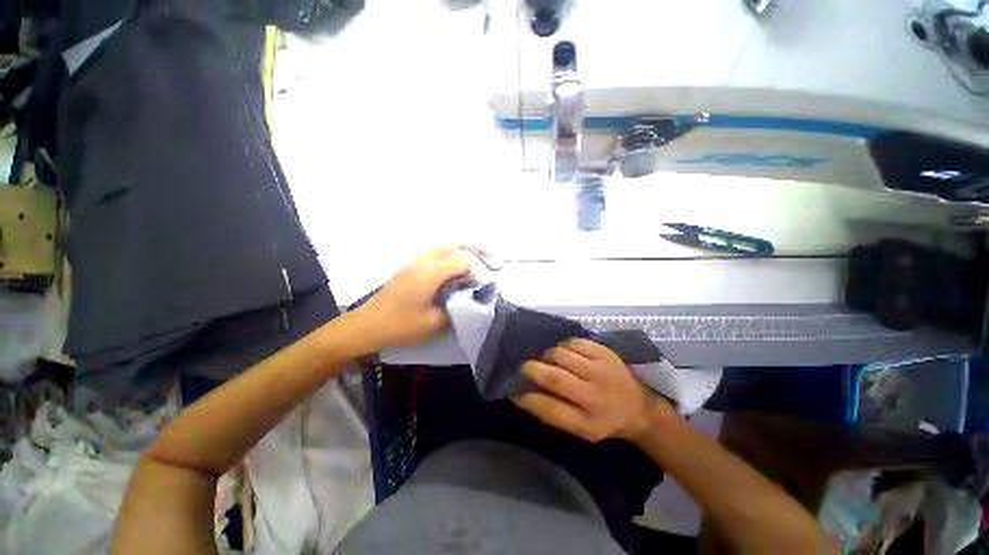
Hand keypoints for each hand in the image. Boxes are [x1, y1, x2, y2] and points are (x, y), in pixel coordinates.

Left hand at [352, 245, 473, 351]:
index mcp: (430, 273)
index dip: (476, 268)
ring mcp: (413, 262)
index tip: (481, 282)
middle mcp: (423, 261)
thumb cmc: (400, 325)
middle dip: (472, 249)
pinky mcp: (408, 267)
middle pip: (453, 244)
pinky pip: (433, 252)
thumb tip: (468, 298)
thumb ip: (456, 308)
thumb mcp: (433, 322)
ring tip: (472, 261)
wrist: (367, 326)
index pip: (462, 259)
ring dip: (459, 250)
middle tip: (487, 258)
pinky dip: (448, 255)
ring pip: (442, 246)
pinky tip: (452, 268)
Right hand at [512, 338, 672, 442]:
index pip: (549, 408)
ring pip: (560, 354)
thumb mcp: (580, 429)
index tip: (514, 392)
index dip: (528, 399)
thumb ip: (552, 413)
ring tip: (546, 360)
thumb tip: (522, 395)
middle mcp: (595, 395)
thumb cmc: (603, 421)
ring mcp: (601, 369)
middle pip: (553, 377)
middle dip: (531, 369)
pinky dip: (563, 346)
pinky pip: (574, 342)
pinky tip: (564, 353)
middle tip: (524, 367)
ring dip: (546, 356)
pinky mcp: (605, 352)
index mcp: (588, 421)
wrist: (638, 407)